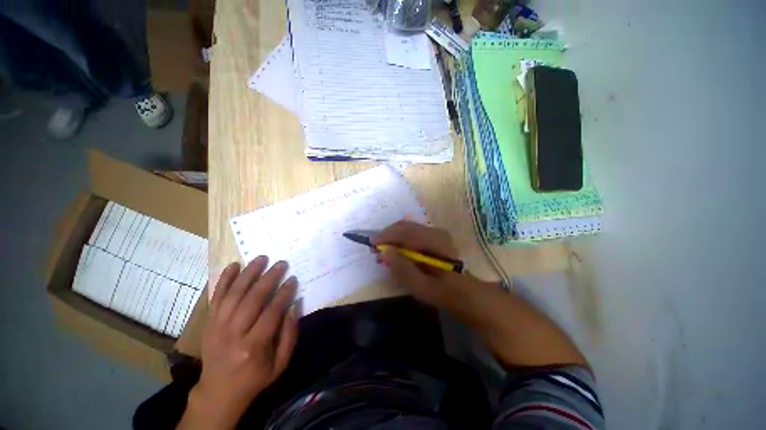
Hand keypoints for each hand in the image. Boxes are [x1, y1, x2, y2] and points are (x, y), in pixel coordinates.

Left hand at [181, 257, 297, 429]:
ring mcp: (217, 327)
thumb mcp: (280, 363)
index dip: (284, 293)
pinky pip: (216, 297)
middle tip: (281, 263)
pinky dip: (224, 280)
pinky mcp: (209, 323)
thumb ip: (290, 334)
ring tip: (262, 258)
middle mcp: (233, 334)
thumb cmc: (255, 377)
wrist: (218, 392)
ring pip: (234, 294)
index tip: (293, 279)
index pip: (272, 312)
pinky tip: (233, 265)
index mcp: (253, 347)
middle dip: (269, 278)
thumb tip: (295, 305)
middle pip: (252, 299)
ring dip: (249, 273)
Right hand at [372, 220, 495, 324]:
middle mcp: (435, 232)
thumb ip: (403, 270)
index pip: (405, 232)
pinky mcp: (434, 238)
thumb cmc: (446, 293)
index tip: (371, 243)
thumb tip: (384, 253)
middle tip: (375, 249)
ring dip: (393, 239)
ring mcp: (435, 234)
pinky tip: (396, 252)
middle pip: (405, 227)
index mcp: (435, 241)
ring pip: (407, 230)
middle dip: (388, 236)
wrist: (467, 294)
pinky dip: (401, 241)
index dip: (387, 236)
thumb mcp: (423, 288)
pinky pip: (412, 234)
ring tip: (383, 252)